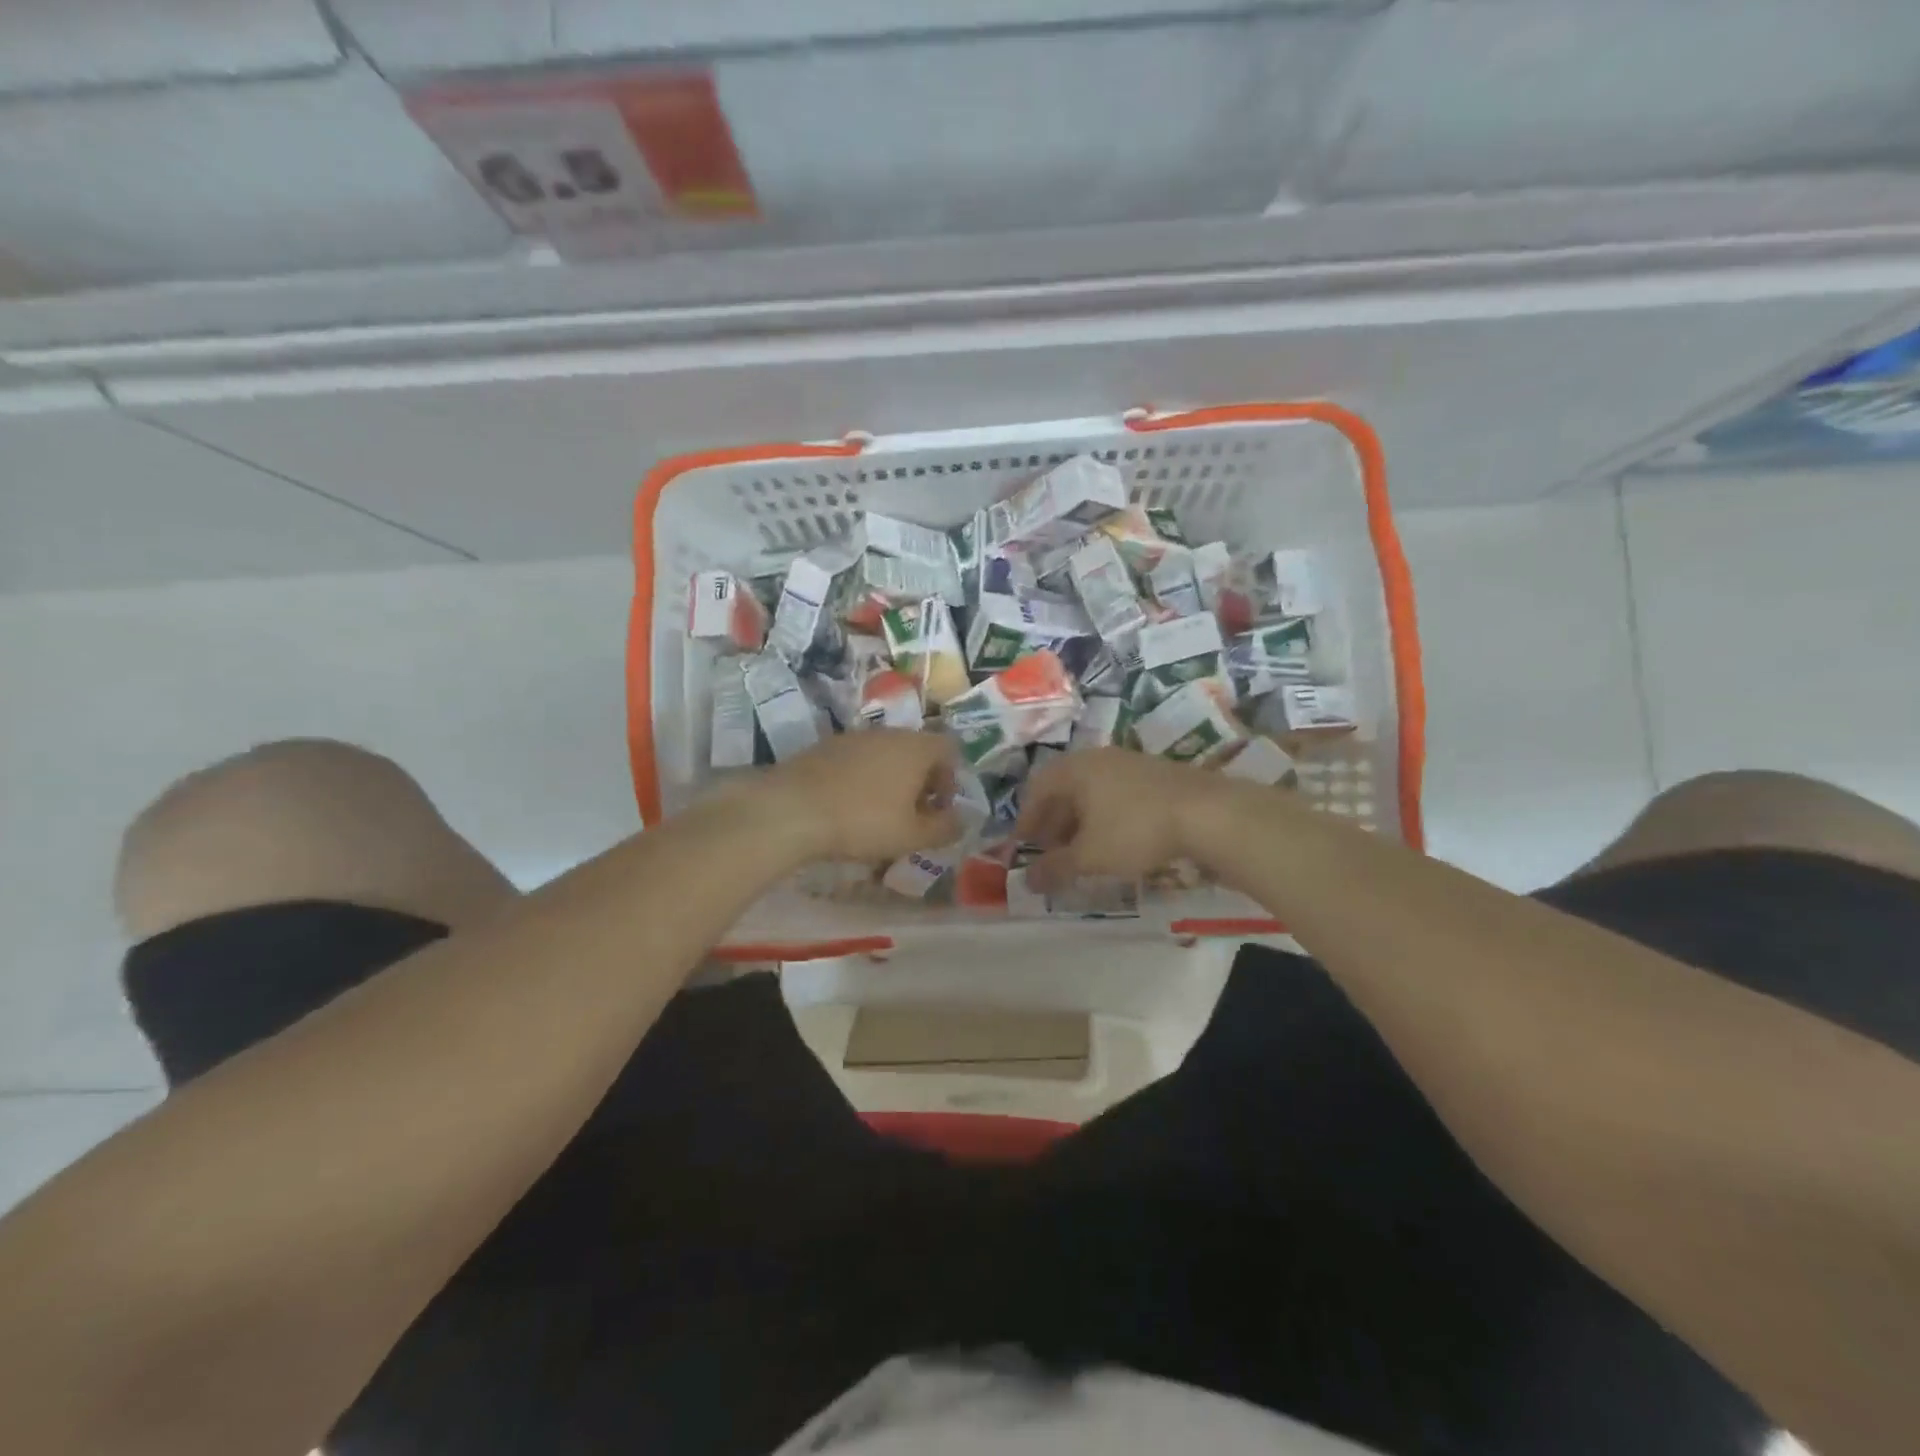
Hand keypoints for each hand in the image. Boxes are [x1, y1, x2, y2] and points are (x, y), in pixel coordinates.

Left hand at [758, 730, 962, 863]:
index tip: (938, 809)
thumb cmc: (863, 821)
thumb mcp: (911, 835)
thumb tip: (961, 821)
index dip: (951, 779)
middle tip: (911, 816)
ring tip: (879, 814)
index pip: (950, 749)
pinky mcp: (826, 746)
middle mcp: (889, 733)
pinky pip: (858, 759)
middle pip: (917, 750)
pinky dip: (863, 778)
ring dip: (891, 780)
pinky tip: (849, 806)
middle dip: (920, 782)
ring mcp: (855, 736)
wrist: (792, 809)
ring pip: (886, 754)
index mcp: (916, 747)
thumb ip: (944, 828)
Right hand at [1015, 748, 1243, 890]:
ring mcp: (1130, 763)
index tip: (1023, 848)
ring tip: (1082, 852)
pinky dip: (1105, 817)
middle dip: (1053, 822)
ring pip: (1092, 792)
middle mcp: (1099, 758)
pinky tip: (1115, 842)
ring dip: (1079, 821)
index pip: (1036, 789)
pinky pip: (1116, 794)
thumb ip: (1055, 868)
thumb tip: (1027, 882)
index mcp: (1075, 769)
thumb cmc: (1135, 830)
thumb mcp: (1090, 856)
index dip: (1026, 820)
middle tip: (1051, 853)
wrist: (1208, 814)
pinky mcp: (1156, 775)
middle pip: (1064, 788)